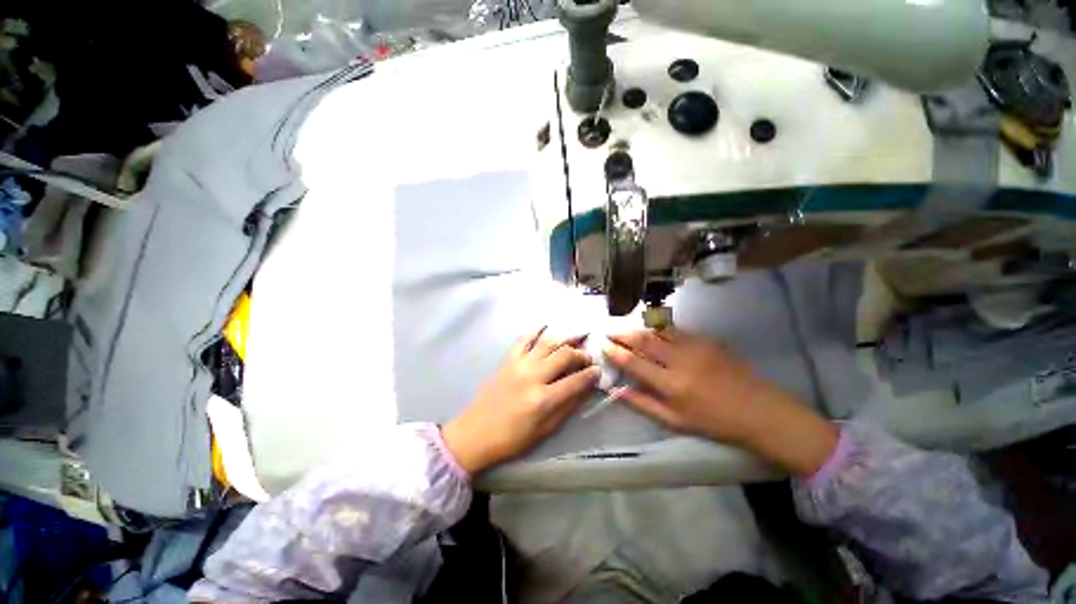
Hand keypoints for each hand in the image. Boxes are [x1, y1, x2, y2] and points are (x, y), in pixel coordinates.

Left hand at [442, 328, 600, 474]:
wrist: (475, 432)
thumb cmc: (512, 438)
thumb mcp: (545, 430)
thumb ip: (567, 407)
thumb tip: (585, 388)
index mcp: (543, 399)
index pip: (575, 381)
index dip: (591, 374)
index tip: (597, 370)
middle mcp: (533, 376)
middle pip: (564, 355)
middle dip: (580, 354)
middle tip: (587, 357)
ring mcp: (519, 364)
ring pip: (547, 343)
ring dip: (564, 339)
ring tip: (575, 339)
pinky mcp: (507, 360)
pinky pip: (523, 339)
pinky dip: (536, 330)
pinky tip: (546, 326)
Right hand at [603, 328, 837, 475]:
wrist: (759, 410)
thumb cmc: (714, 421)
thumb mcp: (675, 421)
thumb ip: (643, 404)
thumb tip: (617, 391)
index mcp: (671, 384)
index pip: (633, 362)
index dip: (614, 351)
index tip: (602, 344)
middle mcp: (679, 360)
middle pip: (643, 340)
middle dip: (622, 333)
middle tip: (609, 331)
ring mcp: (695, 346)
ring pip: (658, 330)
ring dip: (639, 328)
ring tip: (626, 328)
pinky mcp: (707, 340)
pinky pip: (676, 330)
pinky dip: (659, 330)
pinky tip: (653, 331)